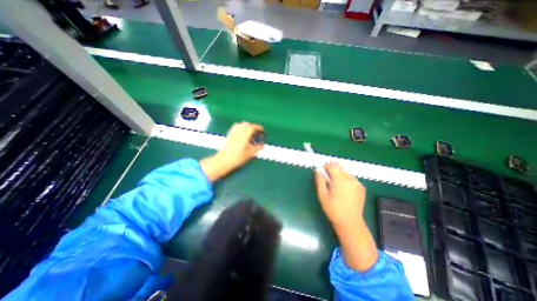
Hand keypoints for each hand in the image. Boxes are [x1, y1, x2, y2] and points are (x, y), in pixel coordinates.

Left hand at [200, 121, 262, 182]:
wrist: (223, 161)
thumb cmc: (236, 158)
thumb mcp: (249, 154)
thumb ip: (257, 147)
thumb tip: (261, 144)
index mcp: (244, 136)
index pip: (251, 127)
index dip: (258, 127)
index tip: (262, 129)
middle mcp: (238, 132)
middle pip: (246, 124)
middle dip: (253, 126)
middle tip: (257, 131)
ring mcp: (232, 133)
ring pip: (240, 124)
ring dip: (247, 125)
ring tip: (250, 131)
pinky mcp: (229, 135)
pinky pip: (235, 127)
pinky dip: (241, 127)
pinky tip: (242, 132)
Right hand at [316, 162, 364, 227]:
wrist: (350, 222)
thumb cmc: (333, 209)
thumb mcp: (322, 195)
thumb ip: (320, 180)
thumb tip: (318, 170)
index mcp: (340, 180)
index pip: (333, 165)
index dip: (326, 166)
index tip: (323, 173)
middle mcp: (350, 179)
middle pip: (339, 167)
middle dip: (333, 171)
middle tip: (329, 182)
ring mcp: (357, 183)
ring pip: (345, 172)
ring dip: (340, 176)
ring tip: (337, 188)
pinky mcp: (362, 187)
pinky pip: (351, 178)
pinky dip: (346, 180)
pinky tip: (344, 191)